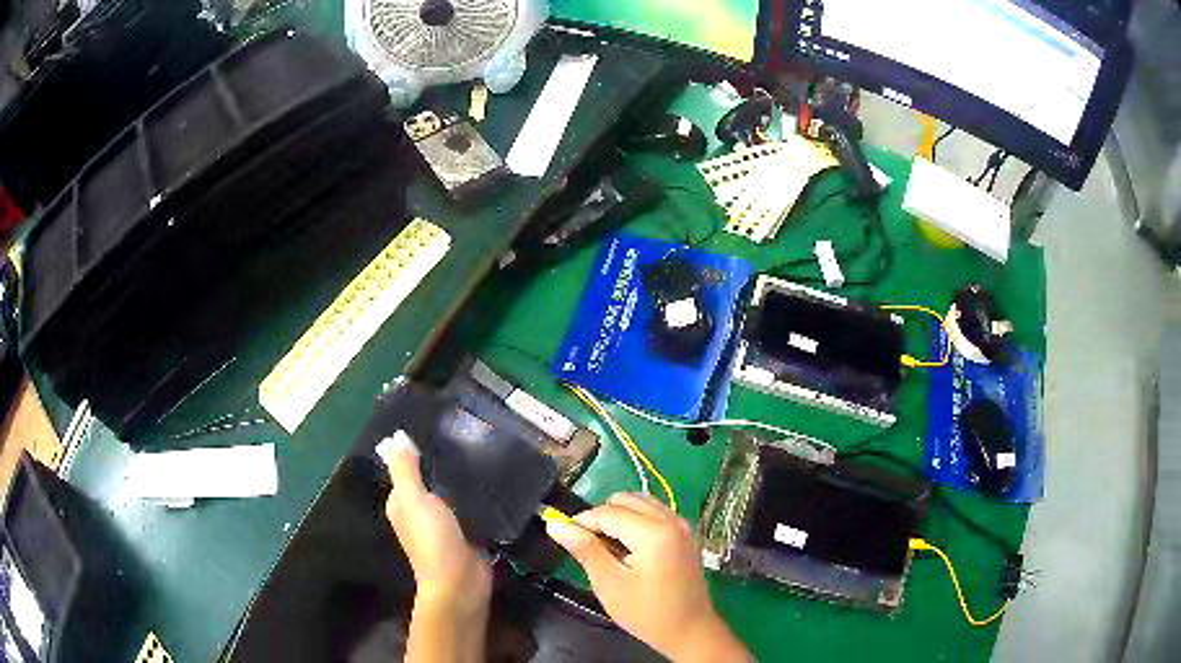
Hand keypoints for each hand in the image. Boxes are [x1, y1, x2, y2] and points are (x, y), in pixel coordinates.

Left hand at [378, 433, 491, 614]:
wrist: (461, 582)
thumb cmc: (432, 539)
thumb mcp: (414, 499)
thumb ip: (404, 469)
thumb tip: (395, 437)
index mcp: (402, 502)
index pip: (406, 468)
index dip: (417, 450)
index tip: (440, 426)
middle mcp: (420, 511)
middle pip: (430, 480)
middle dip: (444, 462)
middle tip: (469, 435)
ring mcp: (445, 523)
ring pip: (452, 493)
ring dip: (463, 478)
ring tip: (485, 451)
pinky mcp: (467, 532)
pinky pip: (471, 507)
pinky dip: (478, 496)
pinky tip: (494, 480)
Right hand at [546, 493, 748, 662]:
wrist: (689, 631)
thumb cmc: (647, 612)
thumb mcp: (609, 583)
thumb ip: (585, 549)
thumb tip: (556, 525)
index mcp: (655, 532)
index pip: (608, 511)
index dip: (582, 521)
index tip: (564, 535)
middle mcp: (672, 519)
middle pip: (625, 500)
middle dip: (601, 516)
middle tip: (588, 545)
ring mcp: (682, 525)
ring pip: (641, 502)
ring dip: (619, 516)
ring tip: (607, 547)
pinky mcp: (685, 534)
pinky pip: (655, 513)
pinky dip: (636, 521)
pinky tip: (628, 548)